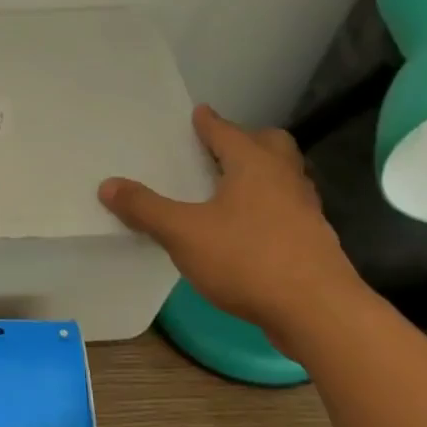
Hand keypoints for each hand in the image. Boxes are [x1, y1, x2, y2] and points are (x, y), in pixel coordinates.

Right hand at [98, 104, 359, 336]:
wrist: (318, 313)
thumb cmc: (248, 259)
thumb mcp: (182, 233)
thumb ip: (145, 208)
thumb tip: (107, 185)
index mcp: (254, 165)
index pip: (227, 132)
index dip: (209, 123)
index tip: (199, 113)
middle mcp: (285, 179)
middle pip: (271, 145)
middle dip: (247, 141)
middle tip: (220, 149)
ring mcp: (305, 211)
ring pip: (284, 177)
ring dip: (261, 174)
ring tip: (230, 187)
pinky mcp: (313, 242)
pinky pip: (287, 209)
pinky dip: (268, 207)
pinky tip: (247, 229)